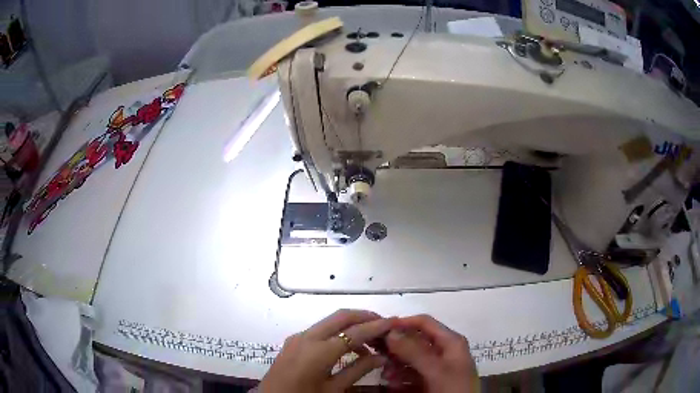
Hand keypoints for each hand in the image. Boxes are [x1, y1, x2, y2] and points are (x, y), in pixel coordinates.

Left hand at [259, 309, 392, 391]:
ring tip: (371, 341)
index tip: (395, 322)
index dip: (377, 326)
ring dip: (352, 325)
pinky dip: (337, 333)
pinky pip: (320, 330)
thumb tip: (381, 357)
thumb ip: (358, 370)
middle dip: (365, 316)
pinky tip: (349, 349)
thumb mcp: (334, 389)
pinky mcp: (294, 341)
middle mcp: (307, 336)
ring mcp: (298, 337)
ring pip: (330, 321)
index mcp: (319, 351)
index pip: (355, 332)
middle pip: (341, 316)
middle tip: (384, 325)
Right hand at [383, 315, 478, 392]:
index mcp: (450, 342)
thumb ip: (414, 351)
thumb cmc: (454, 389)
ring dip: (395, 365)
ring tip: (385, 374)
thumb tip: (390, 331)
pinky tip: (392, 383)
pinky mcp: (431, 381)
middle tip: (376, 354)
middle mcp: (443, 351)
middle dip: (395, 348)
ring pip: (411, 359)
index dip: (402, 323)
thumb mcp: (436, 370)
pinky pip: (411, 374)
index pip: (424, 323)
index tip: (379, 330)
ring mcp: (437, 367)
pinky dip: (400, 377)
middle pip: (415, 341)